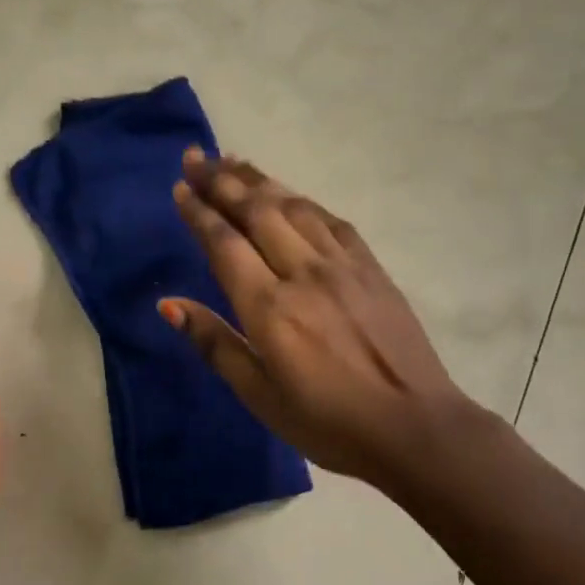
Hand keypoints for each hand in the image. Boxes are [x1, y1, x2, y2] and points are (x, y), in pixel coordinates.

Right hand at [161, 151, 486, 491]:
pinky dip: (303, 200)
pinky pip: (331, 220)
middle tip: (195, 158)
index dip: (199, 211)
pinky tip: (290, 194)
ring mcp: (342, 265)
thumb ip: (214, 343)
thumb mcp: (259, 396)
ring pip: (293, 206)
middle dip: (221, 181)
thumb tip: (168, 304)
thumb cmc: (327, 421)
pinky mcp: (371, 267)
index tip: (180, 187)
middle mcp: (303, 272)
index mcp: (269, 307)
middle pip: (256, 211)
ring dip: (259, 180)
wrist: (415, 427)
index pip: (224, 243)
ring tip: (232, 162)